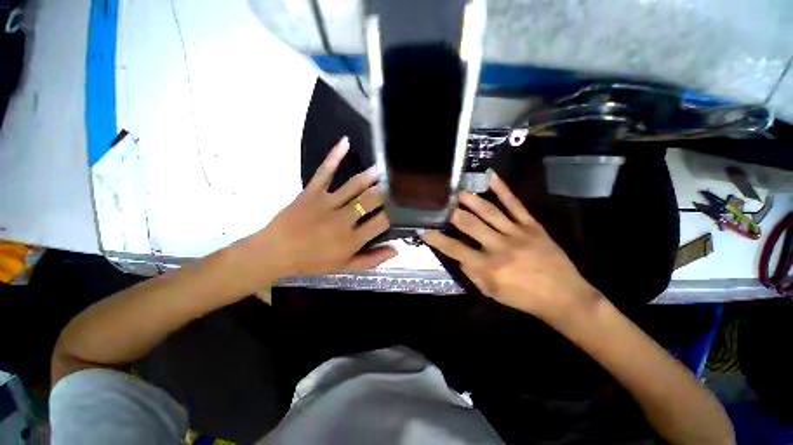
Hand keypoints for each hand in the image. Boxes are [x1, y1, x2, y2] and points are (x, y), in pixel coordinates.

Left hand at [235, 137, 396, 287]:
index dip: (394, 212)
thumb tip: (396, 250)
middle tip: (397, 181)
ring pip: (354, 186)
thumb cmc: (312, 261)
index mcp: (351, 239)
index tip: (402, 204)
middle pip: (370, 201)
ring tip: (382, 169)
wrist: (276, 252)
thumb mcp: (345, 267)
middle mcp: (342, 220)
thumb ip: (371, 260)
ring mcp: (326, 203)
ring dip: (370, 176)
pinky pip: (325, 171)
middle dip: (386, 190)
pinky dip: (334, 156)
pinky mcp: (311, 192)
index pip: (381, 222)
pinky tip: (345, 142)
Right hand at [421, 173, 599, 319]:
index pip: (454, 249)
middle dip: (453, 214)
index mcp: (488, 267)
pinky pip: (515, 204)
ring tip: (458, 191)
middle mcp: (499, 247)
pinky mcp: (532, 226)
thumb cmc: (523, 298)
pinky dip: (502, 189)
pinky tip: (490, 177)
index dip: (437, 239)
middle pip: (470, 225)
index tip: (424, 230)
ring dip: (471, 200)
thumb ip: (471, 273)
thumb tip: (457, 255)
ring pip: (489, 211)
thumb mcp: (491, 292)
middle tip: (442, 205)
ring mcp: (517, 233)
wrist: (564, 296)